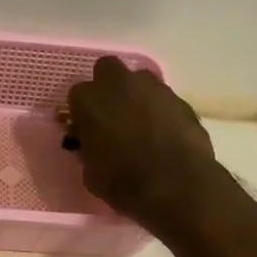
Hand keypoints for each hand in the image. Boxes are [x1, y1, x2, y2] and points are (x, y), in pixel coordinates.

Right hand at [67, 58, 220, 228]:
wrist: (174, 186)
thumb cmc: (122, 183)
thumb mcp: (90, 173)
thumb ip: (89, 150)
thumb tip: (94, 147)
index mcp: (88, 101)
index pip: (77, 96)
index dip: (83, 113)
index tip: (87, 129)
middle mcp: (118, 84)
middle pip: (107, 70)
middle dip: (108, 88)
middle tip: (112, 115)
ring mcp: (153, 87)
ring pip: (139, 81)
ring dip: (136, 96)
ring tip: (141, 126)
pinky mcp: (179, 98)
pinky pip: (163, 99)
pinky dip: (161, 111)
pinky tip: (164, 135)